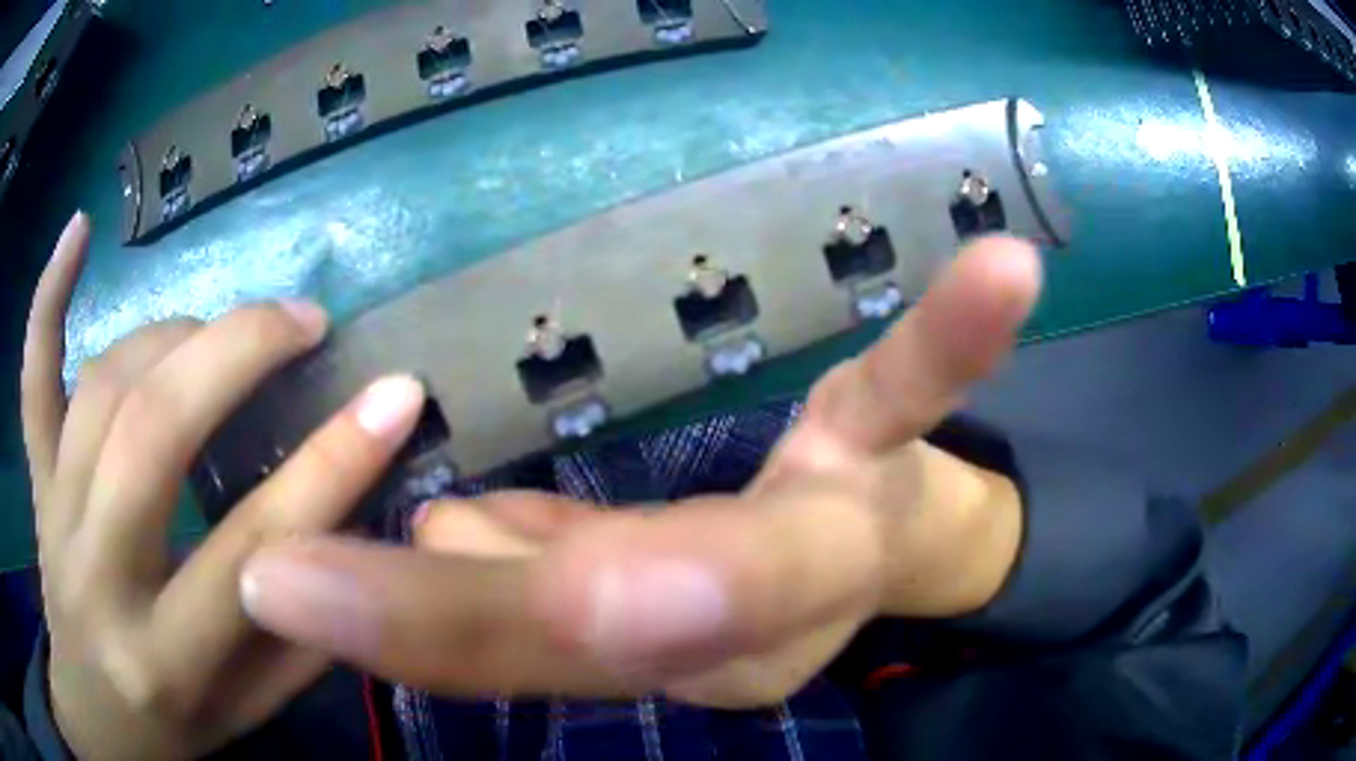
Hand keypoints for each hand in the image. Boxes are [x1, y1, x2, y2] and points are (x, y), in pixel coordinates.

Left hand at [22, 213, 428, 759]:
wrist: (99, 717)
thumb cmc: (177, 723)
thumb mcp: (254, 710)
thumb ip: (302, 636)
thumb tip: (357, 530)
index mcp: (167, 656)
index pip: (254, 546)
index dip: (335, 463)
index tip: (400, 395)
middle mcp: (98, 574)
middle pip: (154, 429)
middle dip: (239, 353)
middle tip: (302, 321)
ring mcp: (55, 514)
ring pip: (102, 385)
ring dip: (173, 335)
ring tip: (222, 328)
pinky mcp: (36, 480)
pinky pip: (33, 378)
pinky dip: (48, 299)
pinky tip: (78, 231)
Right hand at [238, 234, 1041, 707]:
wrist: (872, 553)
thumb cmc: (753, 594)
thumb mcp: (626, 612)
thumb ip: (520, 580)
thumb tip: (430, 530)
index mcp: (685, 655)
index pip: (519, 655)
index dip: (397, 633)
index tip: (276, 589)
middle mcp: (760, 614)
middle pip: (598, 619)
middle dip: (454, 607)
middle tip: (298, 579)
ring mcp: (837, 519)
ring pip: (713, 552)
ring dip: (564, 539)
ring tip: (528, 529)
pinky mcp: (886, 442)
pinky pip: (922, 380)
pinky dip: (957, 332)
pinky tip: (1004, 266)